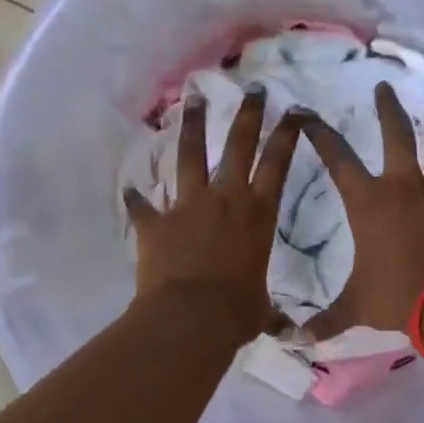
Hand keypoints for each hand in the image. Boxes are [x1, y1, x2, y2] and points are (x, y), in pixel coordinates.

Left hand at [124, 89, 303, 342]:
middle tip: (251, 89)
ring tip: (193, 99)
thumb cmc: (236, 312)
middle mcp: (225, 199)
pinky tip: (129, 190)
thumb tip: (289, 333)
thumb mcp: (260, 310)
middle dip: (247, 115)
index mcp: (258, 214)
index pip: (278, 163)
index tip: (294, 110)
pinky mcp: (156, 223)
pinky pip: (143, 207)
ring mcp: (187, 206)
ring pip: (189, 155)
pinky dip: (136, 200)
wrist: (190, 318)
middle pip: (238, 145)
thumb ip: (270, 311)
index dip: (287, 134)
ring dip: (192, 126)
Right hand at [300, 82, 423, 338]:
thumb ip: (327, 319)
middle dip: (388, 110)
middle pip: (397, 137)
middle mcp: (403, 189)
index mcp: (369, 202)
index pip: (338, 158)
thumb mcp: (355, 306)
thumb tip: (299, 339)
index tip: (307, 113)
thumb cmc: (395, 294)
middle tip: (384, 87)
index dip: (320, 134)